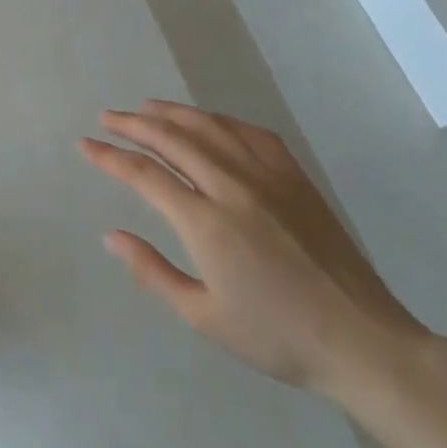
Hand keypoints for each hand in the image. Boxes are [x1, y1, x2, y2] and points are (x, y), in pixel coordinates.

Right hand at [81, 101, 430, 402]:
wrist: (361, 340)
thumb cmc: (277, 336)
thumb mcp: (203, 316)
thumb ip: (152, 271)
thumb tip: (112, 235)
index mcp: (206, 223)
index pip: (145, 175)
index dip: (110, 157)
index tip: (85, 144)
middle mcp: (233, 187)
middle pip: (174, 140)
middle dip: (134, 125)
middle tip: (108, 118)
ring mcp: (269, 178)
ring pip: (212, 128)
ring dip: (175, 114)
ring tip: (148, 107)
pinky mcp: (297, 179)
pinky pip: (254, 135)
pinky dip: (224, 120)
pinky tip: (212, 121)